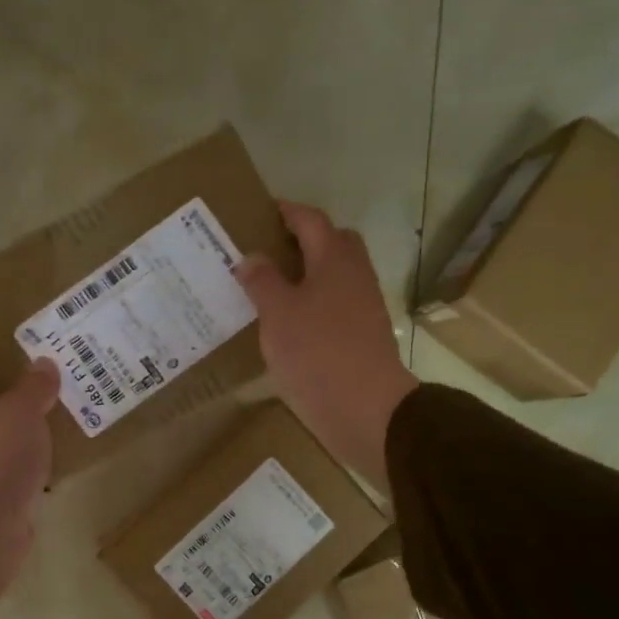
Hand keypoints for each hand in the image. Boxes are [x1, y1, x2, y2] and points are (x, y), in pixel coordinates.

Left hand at [0, 343, 60, 618]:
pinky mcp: (2, 489)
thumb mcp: (17, 410)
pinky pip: (24, 462)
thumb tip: (43, 365)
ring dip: (33, 417)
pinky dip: (44, 453)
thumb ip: (33, 386)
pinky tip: (73, 443)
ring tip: (70, 397)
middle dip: (13, 379)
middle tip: (50, 361)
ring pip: (8, 429)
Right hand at [236, 201, 417, 488]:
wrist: (365, 407)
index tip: (262, 211)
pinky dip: (313, 303)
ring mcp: (362, 306)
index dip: (287, 211)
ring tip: (270, 288)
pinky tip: (289, 322)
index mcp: (334, 259)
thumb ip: (263, 281)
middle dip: (303, 240)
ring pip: (334, 276)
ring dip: (307, 274)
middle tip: (267, 250)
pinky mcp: (362, 335)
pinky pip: (335, 305)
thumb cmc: (317, 352)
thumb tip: (252, 258)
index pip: (311, 220)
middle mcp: (354, 275)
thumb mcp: (278, 313)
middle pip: (332, 242)